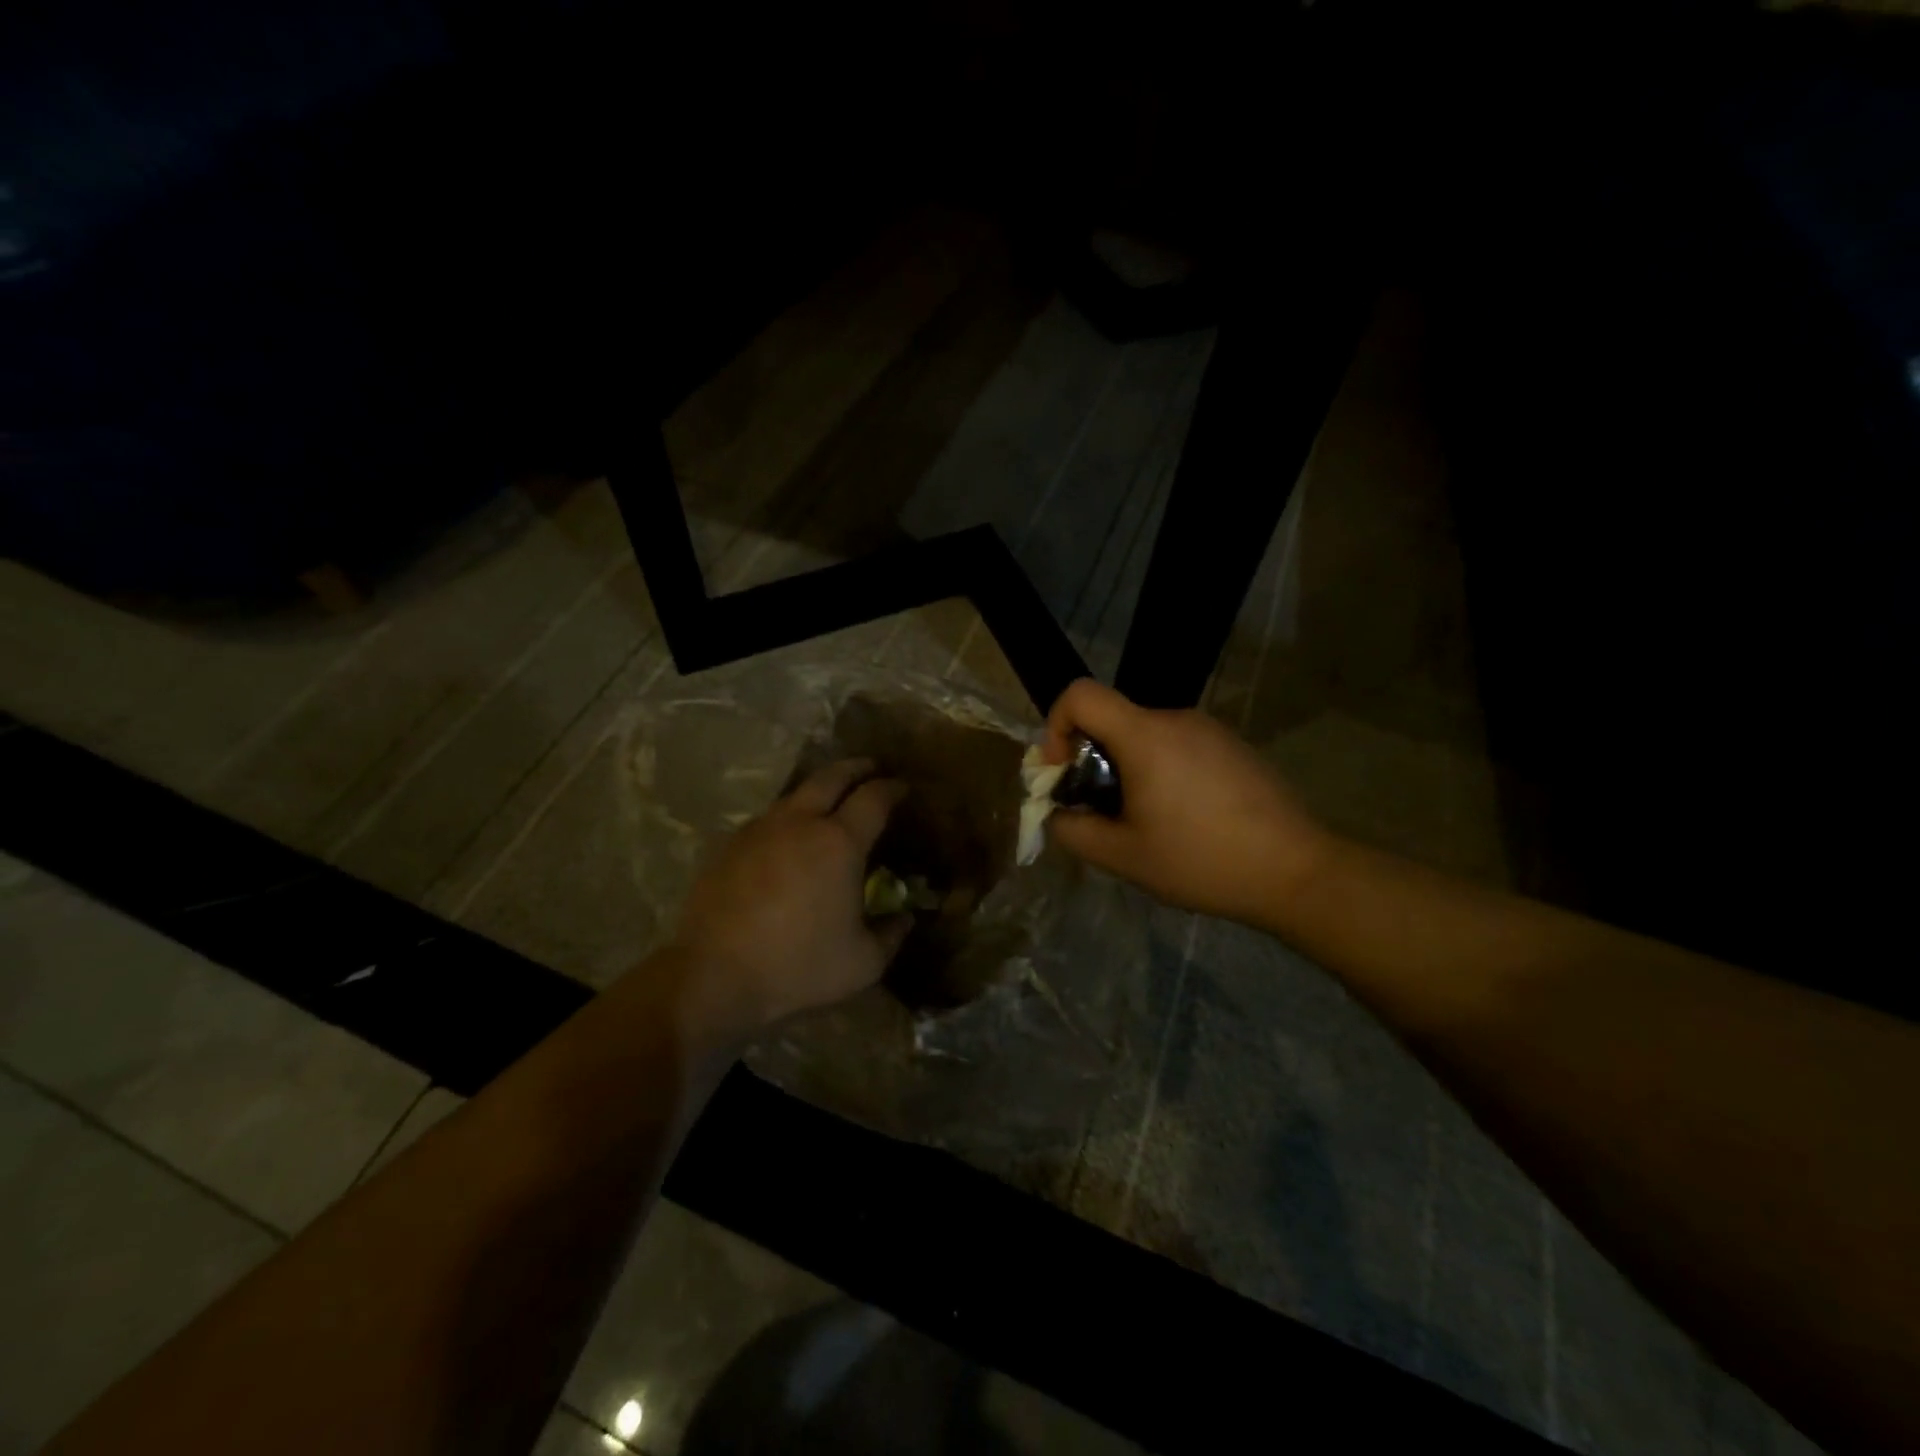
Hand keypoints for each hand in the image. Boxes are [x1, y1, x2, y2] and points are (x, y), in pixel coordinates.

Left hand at [670, 760, 911, 1033]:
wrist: (714, 975)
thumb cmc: (798, 966)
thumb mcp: (863, 962)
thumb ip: (891, 934)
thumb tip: (905, 918)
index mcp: (839, 842)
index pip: (874, 798)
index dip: (893, 788)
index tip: (904, 788)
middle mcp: (800, 822)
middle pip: (832, 777)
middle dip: (856, 768)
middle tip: (871, 769)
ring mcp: (760, 829)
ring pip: (796, 794)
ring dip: (819, 789)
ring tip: (831, 800)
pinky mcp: (730, 844)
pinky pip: (768, 818)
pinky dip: (789, 816)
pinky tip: (788, 837)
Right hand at [1043, 679, 1333, 927]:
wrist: (1296, 871)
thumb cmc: (1201, 860)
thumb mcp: (1122, 857)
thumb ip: (1073, 830)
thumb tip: (1058, 812)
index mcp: (1145, 735)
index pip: (1080, 694)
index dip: (1055, 725)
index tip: (1063, 771)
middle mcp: (1176, 718)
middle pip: (1113, 720)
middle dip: (1093, 760)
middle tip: (1104, 812)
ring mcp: (1210, 730)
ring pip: (1146, 737)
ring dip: (1129, 770)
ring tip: (1147, 822)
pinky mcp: (1233, 746)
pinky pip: (1179, 747)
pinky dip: (1162, 772)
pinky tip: (1185, 819)